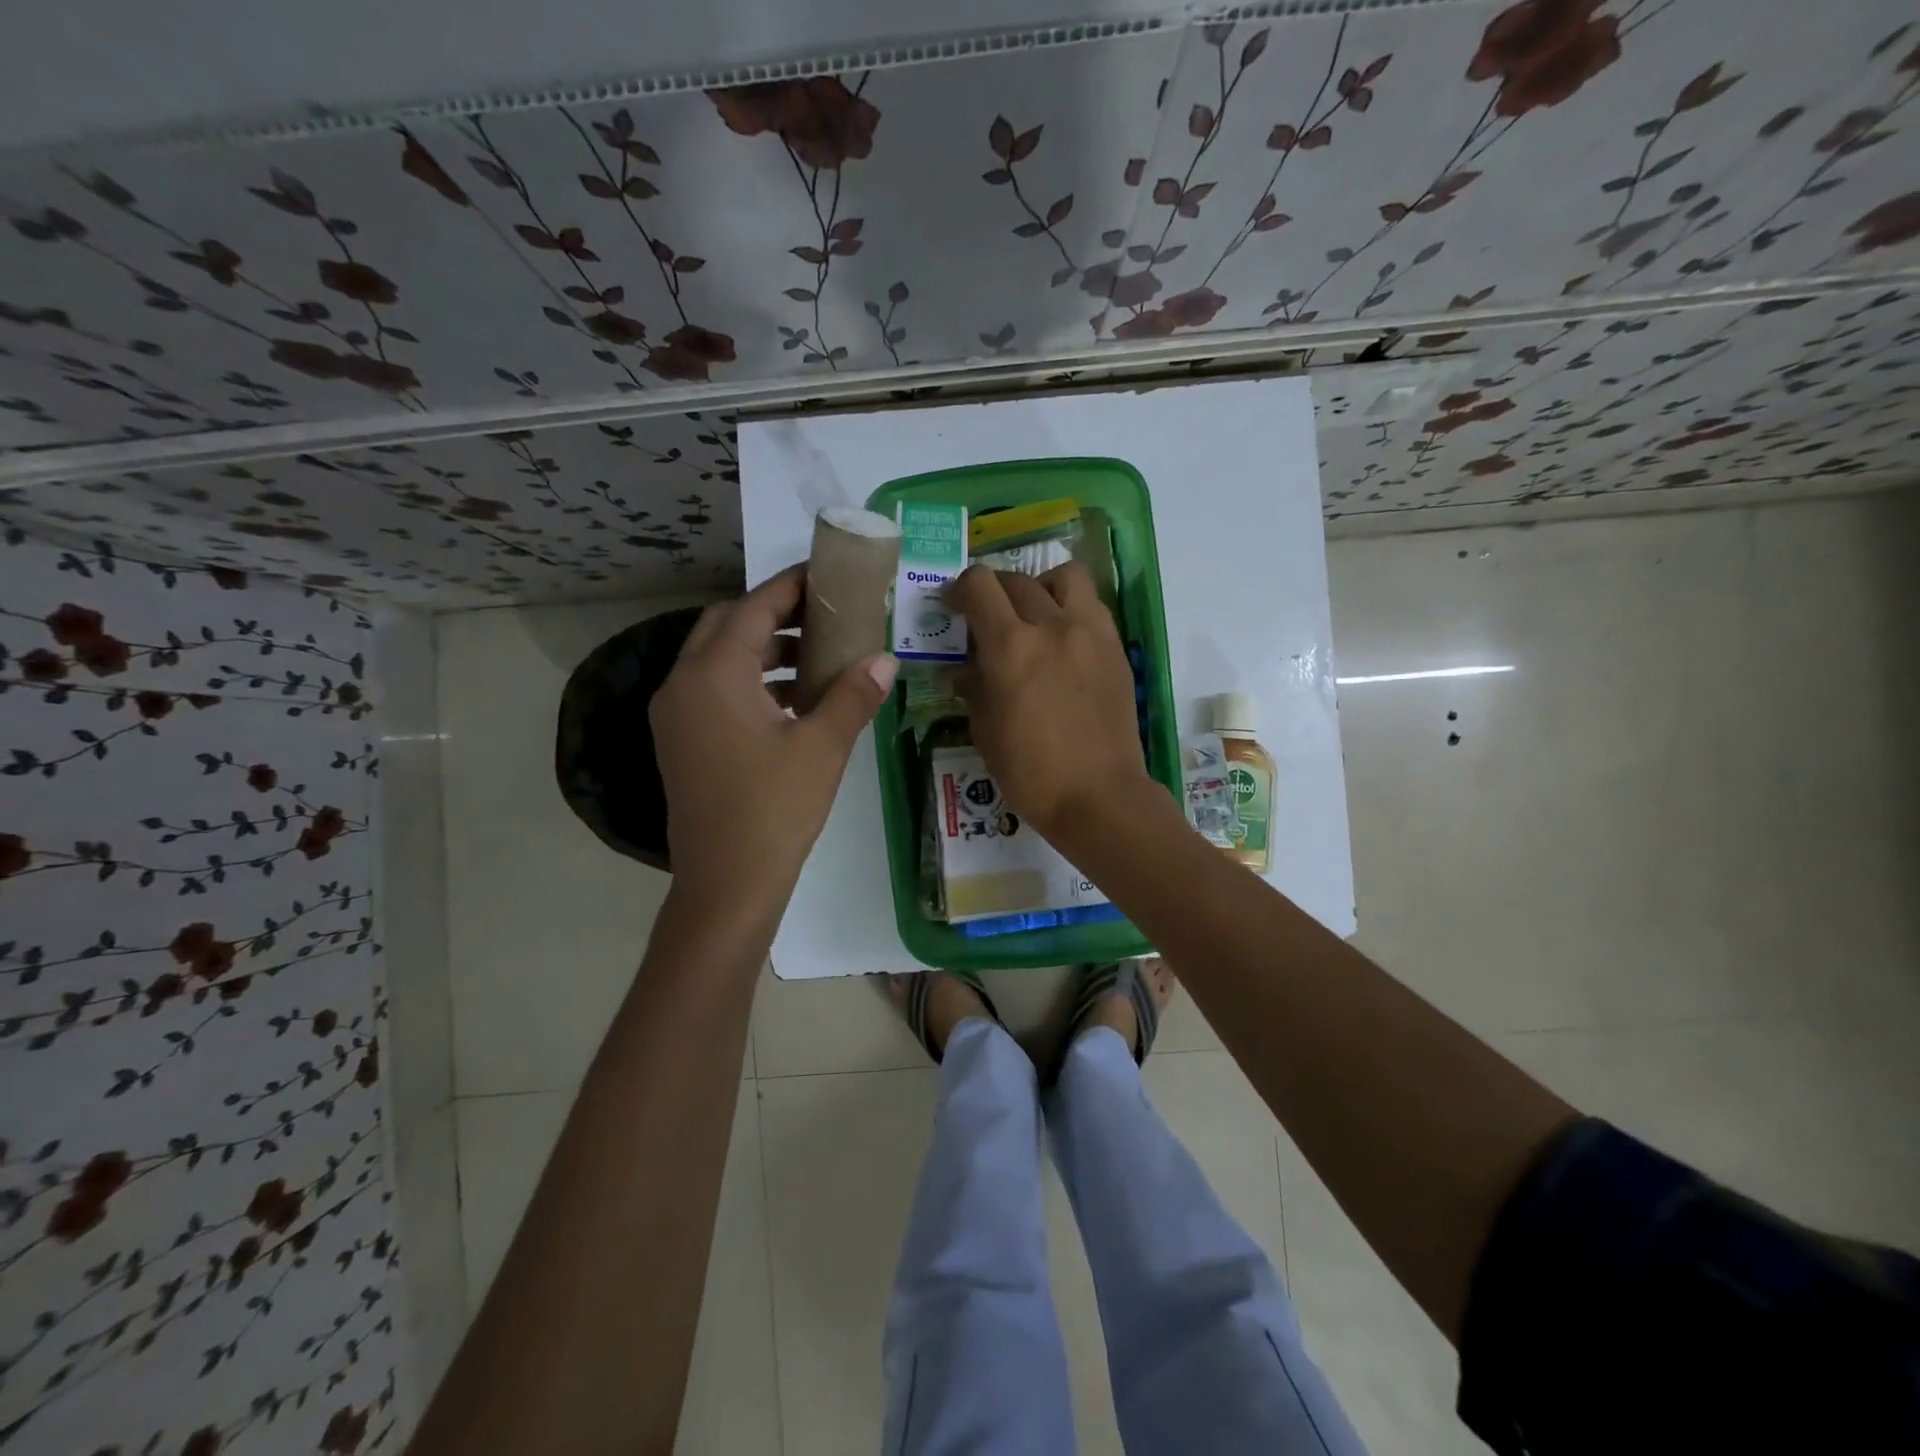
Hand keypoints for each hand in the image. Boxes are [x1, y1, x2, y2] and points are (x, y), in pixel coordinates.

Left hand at [651, 564, 897, 903]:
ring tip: (816, 657)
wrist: (726, 883)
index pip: (753, 608)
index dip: (790, 586)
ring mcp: (676, 716)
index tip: (826, 574)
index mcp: (713, 674)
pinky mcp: (681, 742)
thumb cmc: (775, 808)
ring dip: (762, 650)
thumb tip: (886, 659)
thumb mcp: (823, 746)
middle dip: (773, 614)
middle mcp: (683, 684)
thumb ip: (853, 695)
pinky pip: (713, 691)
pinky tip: (791, 701)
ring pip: (717, 659)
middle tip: (823, 616)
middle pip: (726, 626)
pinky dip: (749, 682)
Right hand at [950, 562, 1148, 842]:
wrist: (1099, 796)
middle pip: (1016, 579)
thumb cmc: (1031, 773)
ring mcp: (1090, 633)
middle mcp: (1052, 626)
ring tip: (1034, 615)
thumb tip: (960, 669)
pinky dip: (1071, 608)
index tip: (953, 607)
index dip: (959, 589)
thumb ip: (972, 688)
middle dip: (993, 591)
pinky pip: (1092, 606)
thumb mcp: (985, 731)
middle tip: (987, 618)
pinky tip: (1063, 639)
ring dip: (1041, 587)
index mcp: (1011, 647)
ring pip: (1065, 577)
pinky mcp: (1116, 648)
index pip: (979, 586)